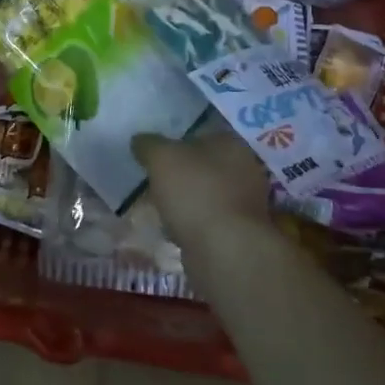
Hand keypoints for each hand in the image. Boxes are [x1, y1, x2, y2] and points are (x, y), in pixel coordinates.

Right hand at [133, 127, 271, 241]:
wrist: (223, 250)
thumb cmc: (195, 192)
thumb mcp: (161, 158)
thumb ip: (148, 144)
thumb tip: (140, 140)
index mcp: (231, 144)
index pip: (202, 134)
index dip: (177, 141)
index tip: (156, 154)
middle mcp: (245, 169)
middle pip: (204, 165)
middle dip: (181, 173)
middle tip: (154, 180)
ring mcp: (245, 203)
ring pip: (206, 194)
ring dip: (186, 200)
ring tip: (159, 207)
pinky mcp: (239, 233)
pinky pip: (208, 220)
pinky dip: (192, 223)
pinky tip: (173, 229)